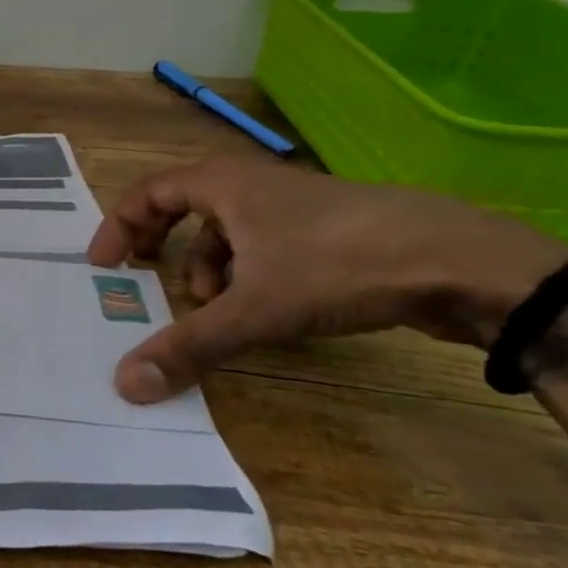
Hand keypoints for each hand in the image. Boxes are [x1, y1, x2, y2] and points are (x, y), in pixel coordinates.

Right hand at [87, 157, 567, 403]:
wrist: (463, 261)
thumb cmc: (339, 265)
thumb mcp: (255, 309)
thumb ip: (188, 345)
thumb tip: (125, 385)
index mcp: (223, 183)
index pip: (148, 192)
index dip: (119, 226)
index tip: (104, 265)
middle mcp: (251, 184)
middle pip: (183, 207)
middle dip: (162, 246)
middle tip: (146, 279)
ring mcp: (293, 205)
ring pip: (228, 230)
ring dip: (208, 267)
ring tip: (214, 308)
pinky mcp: (328, 229)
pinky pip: (264, 245)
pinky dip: (247, 274)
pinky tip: (263, 310)